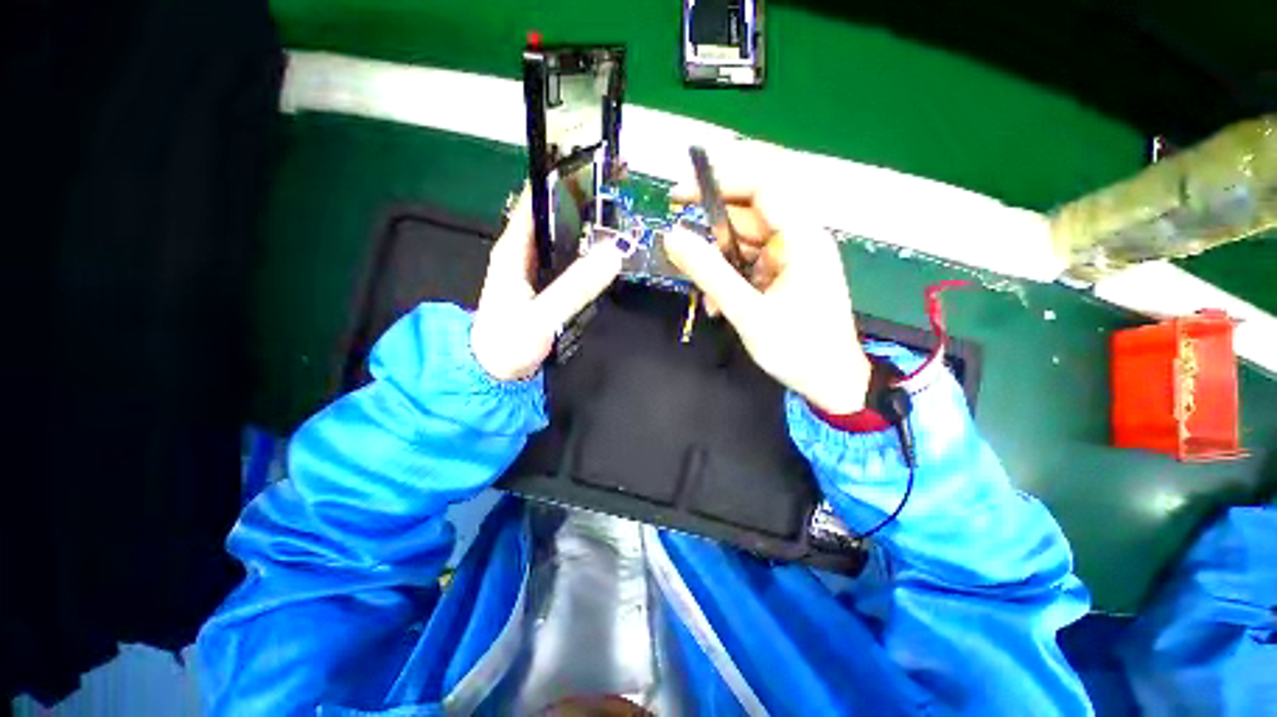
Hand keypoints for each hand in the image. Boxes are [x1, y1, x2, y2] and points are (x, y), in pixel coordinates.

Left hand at [471, 188, 623, 381]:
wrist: (492, 375)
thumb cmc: (507, 344)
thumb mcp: (542, 316)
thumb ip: (576, 287)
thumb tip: (613, 253)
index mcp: (514, 249)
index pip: (537, 199)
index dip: (563, 179)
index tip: (595, 166)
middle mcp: (522, 252)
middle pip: (554, 216)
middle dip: (583, 202)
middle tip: (619, 192)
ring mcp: (534, 270)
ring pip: (563, 238)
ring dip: (587, 227)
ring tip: (620, 218)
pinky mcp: (544, 286)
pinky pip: (567, 260)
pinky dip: (585, 252)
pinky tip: (605, 254)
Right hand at [664, 162, 871, 414]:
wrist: (832, 383)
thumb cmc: (797, 349)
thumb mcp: (747, 311)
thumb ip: (709, 272)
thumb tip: (671, 236)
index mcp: (801, 237)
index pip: (760, 184)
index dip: (718, 181)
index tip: (678, 196)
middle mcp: (798, 238)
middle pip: (747, 215)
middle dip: (711, 235)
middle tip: (679, 248)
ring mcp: (790, 257)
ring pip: (742, 243)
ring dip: (718, 266)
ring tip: (707, 299)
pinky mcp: (783, 275)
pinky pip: (748, 264)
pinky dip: (729, 280)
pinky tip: (719, 306)